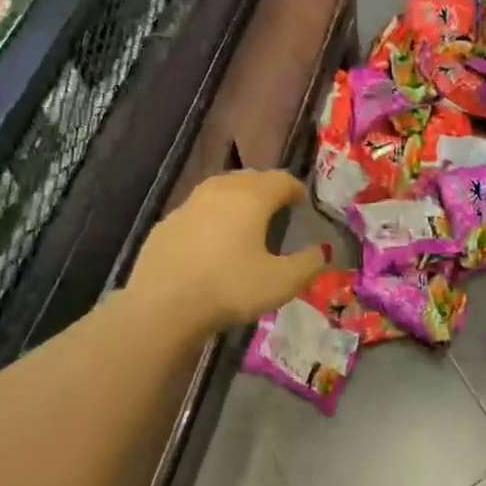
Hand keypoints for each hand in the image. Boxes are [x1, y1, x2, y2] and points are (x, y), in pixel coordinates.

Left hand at [128, 169, 325, 329]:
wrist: (162, 306)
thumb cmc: (230, 288)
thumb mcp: (282, 282)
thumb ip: (309, 264)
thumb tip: (323, 251)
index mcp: (251, 197)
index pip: (281, 180)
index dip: (296, 190)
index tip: (302, 205)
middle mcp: (219, 191)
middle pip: (250, 179)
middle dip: (266, 190)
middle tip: (276, 211)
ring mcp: (188, 205)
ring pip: (219, 191)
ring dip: (236, 200)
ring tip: (243, 223)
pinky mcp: (165, 224)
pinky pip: (196, 212)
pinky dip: (210, 219)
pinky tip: (210, 244)